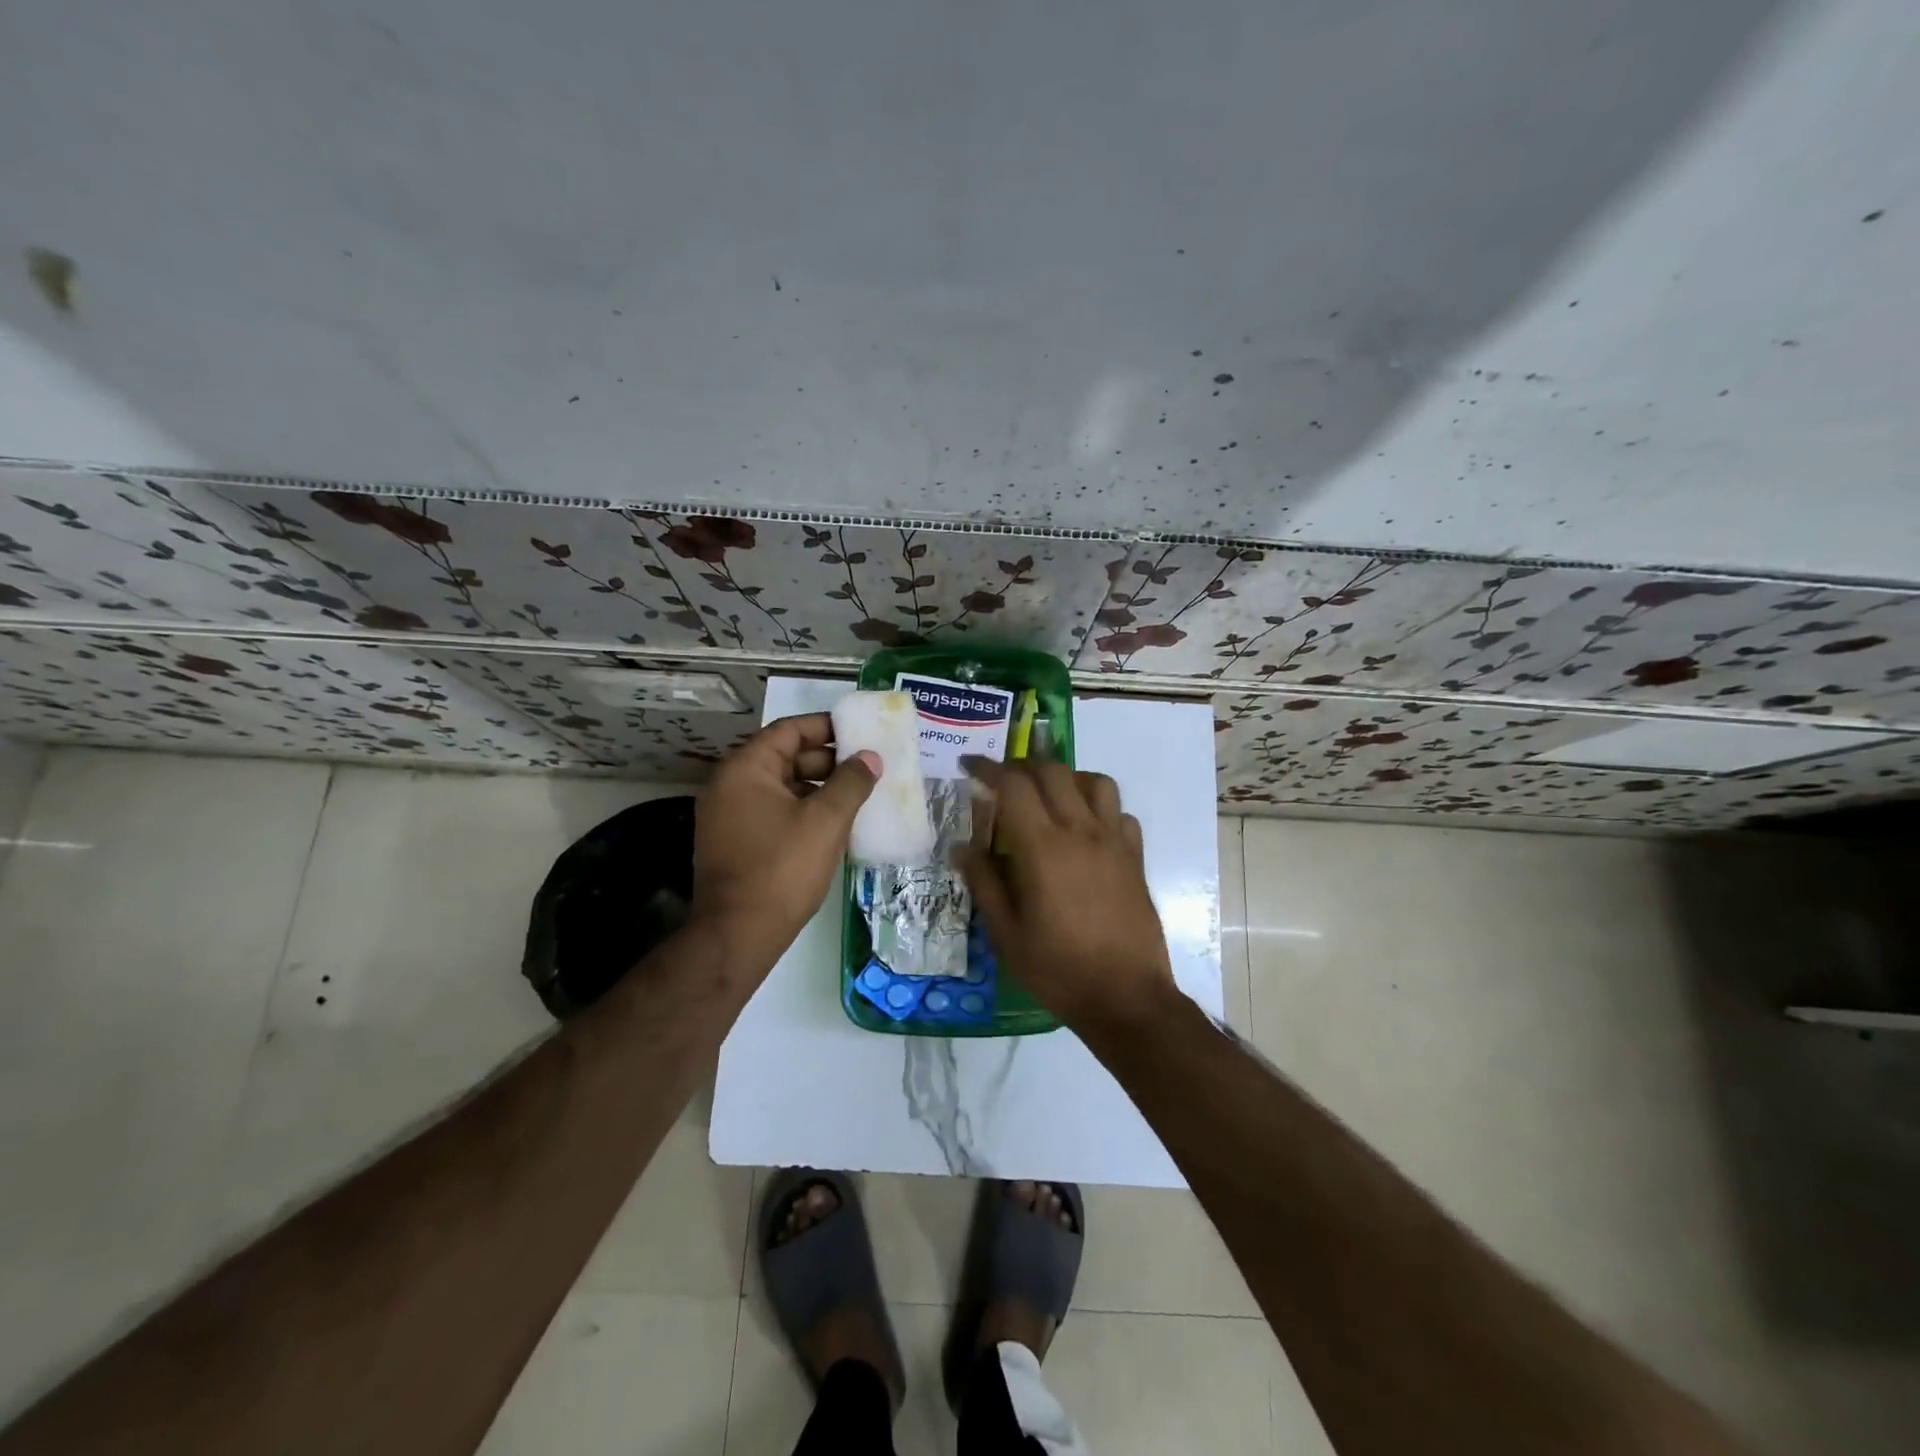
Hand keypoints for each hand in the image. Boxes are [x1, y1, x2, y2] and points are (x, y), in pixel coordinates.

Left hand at [693, 713, 877, 966]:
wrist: (739, 933)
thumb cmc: (783, 868)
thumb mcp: (826, 820)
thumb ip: (852, 782)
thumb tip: (870, 757)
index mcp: (745, 769)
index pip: (789, 730)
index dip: (827, 727)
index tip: (860, 733)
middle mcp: (730, 785)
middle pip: (784, 756)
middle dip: (827, 760)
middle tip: (866, 767)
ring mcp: (728, 815)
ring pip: (781, 786)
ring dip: (818, 787)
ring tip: (857, 795)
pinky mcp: (734, 841)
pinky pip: (773, 811)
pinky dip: (802, 809)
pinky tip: (833, 823)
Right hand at [958, 760, 1176, 1035]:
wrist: (1126, 997)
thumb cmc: (1058, 969)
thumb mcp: (1006, 934)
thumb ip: (984, 883)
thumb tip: (963, 846)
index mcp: (1042, 847)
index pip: (1013, 785)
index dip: (988, 768)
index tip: (969, 766)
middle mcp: (1080, 831)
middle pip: (1053, 771)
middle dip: (1023, 766)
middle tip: (1003, 781)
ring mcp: (1114, 842)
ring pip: (1095, 781)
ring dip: (1067, 777)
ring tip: (1049, 795)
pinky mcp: (1135, 857)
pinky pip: (1120, 812)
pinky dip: (1100, 807)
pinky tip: (1086, 828)